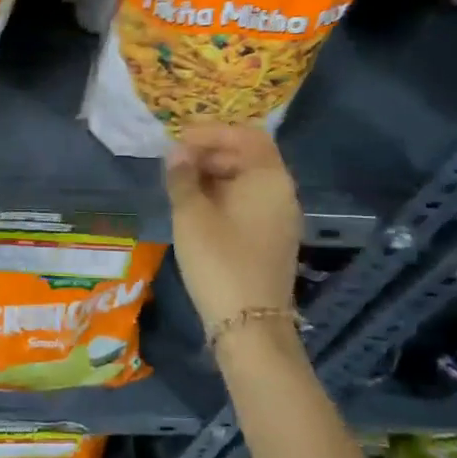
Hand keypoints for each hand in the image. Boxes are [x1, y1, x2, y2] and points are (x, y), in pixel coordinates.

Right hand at [164, 125, 302, 330]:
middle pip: (248, 156)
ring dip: (215, 175)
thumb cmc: (218, 260)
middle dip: (210, 152)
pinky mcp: (272, 238)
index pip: (245, 135)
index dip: (211, 132)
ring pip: (247, 181)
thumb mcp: (191, 213)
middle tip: (174, 162)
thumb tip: (178, 153)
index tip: (178, 140)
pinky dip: (224, 195)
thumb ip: (182, 177)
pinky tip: (196, 208)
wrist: (249, 325)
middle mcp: (282, 192)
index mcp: (269, 178)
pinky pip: (249, 202)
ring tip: (180, 184)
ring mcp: (280, 218)